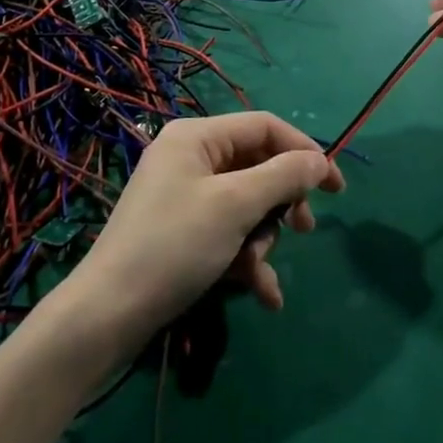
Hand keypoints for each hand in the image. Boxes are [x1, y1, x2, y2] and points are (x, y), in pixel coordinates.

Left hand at [65, 113, 342, 346]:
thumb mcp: (235, 206)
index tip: (335, 187)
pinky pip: (228, 233)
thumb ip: (283, 176)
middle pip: (257, 166)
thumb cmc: (174, 246)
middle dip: (281, 202)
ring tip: (256, 271)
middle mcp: (190, 158)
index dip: (304, 150)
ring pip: (246, 205)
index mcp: (197, 137)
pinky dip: (246, 261)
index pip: (264, 126)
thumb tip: (319, 160)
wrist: (107, 316)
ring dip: (261, 239)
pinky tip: (263, 295)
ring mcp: (184, 197)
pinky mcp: (182, 233)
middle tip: (302, 229)